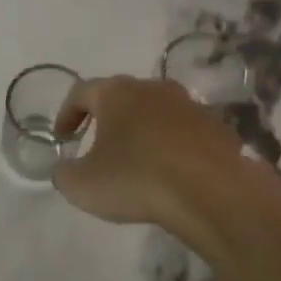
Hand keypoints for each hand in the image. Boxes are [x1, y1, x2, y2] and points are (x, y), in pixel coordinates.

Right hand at [52, 75, 246, 231]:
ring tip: (135, 160)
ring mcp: (190, 105)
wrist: (212, 192)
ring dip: (141, 131)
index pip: (81, 92)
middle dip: (106, 118)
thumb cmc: (137, 180)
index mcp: (116, 93)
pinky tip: (169, 172)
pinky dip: (170, 146)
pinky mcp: (217, 127)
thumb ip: (64, 173)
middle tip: (97, 145)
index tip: (62, 138)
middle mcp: (154, 88)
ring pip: (155, 112)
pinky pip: (183, 132)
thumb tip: (65, 169)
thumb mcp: (82, 186)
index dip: (66, 114)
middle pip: (122, 96)